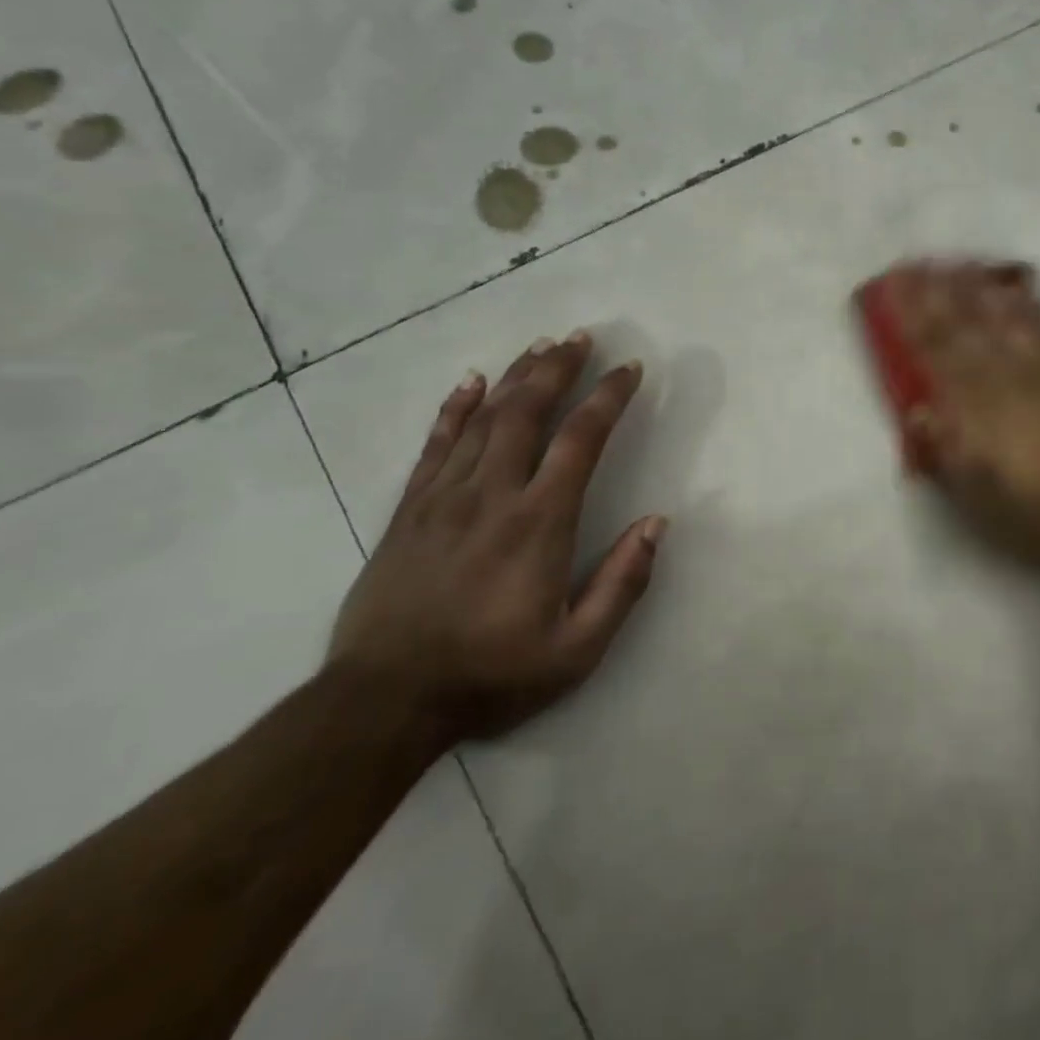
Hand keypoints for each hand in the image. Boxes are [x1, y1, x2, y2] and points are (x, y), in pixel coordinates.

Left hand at [327, 331, 664, 743]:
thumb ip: (622, 583)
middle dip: (559, 368)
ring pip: (484, 419)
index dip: (609, 397)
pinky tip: (471, 382)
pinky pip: (436, 445)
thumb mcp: (577, 649)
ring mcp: (444, 498)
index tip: (630, 369)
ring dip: (516, 377)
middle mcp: (493, 495)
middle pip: (528, 412)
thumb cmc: (491, 674)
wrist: (383, 702)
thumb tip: (656, 523)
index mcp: (540, 522)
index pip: (581, 440)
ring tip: (541, 347)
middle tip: (582, 337)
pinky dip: (455, 408)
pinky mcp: (409, 511)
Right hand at [886, 259, 1039, 571]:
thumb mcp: (984, 499)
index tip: (894, 286)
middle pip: (969, 325)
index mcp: (982, 409)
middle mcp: (1012, 377)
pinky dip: (1032, 303)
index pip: (938, 351)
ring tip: (960, 262)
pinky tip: (1021, 289)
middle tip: (919, 261)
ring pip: (1008, 316)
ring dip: (980, 287)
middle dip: (940, 292)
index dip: (913, 317)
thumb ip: (949, 452)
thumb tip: (918, 412)